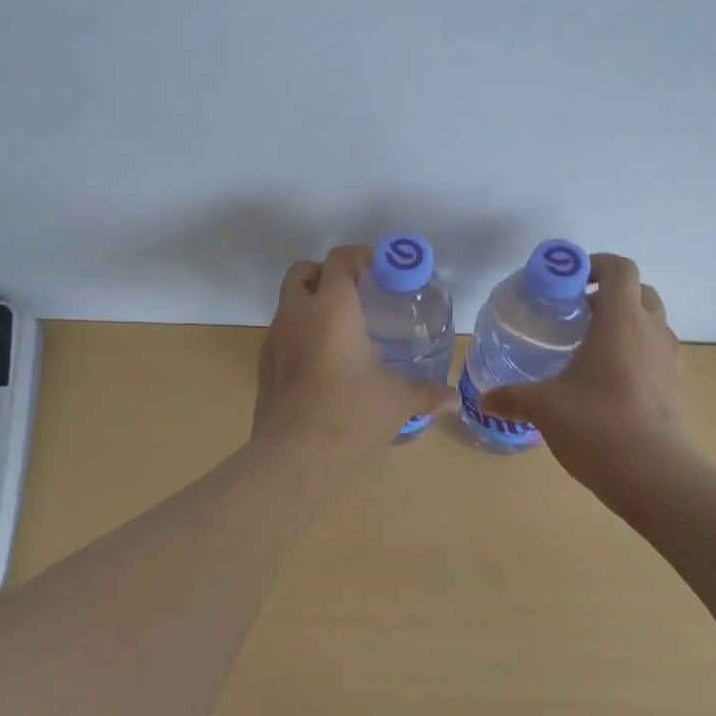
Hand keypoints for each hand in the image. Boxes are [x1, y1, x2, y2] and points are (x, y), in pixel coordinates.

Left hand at [253, 246, 458, 457]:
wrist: (293, 459)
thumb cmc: (350, 416)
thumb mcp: (396, 402)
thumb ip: (425, 392)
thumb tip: (452, 399)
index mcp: (332, 308)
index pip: (340, 260)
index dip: (361, 257)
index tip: (383, 270)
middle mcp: (297, 314)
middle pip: (303, 272)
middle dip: (327, 274)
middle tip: (357, 294)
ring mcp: (274, 340)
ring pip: (288, 303)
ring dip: (311, 304)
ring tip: (343, 331)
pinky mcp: (263, 367)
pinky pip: (281, 335)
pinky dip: (300, 335)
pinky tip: (322, 364)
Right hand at [479, 253, 690, 486]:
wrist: (656, 477)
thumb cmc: (597, 425)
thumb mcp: (545, 407)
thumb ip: (513, 397)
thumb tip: (485, 399)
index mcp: (621, 321)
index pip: (620, 268)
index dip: (596, 264)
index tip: (569, 281)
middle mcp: (651, 331)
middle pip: (639, 291)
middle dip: (609, 294)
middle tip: (576, 313)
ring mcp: (670, 360)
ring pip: (651, 322)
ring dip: (624, 323)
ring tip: (588, 348)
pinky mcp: (676, 387)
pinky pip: (655, 353)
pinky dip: (634, 352)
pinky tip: (606, 382)